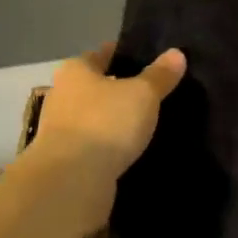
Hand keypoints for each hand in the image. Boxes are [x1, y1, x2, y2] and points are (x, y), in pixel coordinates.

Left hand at [27, 43, 187, 229]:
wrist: (70, 184)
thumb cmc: (105, 123)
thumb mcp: (143, 94)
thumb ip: (160, 75)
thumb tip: (177, 53)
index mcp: (75, 70)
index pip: (103, 54)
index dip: (126, 55)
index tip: (150, 59)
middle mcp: (62, 96)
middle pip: (98, 86)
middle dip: (122, 89)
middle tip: (155, 93)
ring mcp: (60, 131)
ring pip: (96, 118)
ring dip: (115, 121)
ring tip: (148, 123)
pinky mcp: (65, 162)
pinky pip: (94, 147)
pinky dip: (110, 148)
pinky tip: (132, 151)